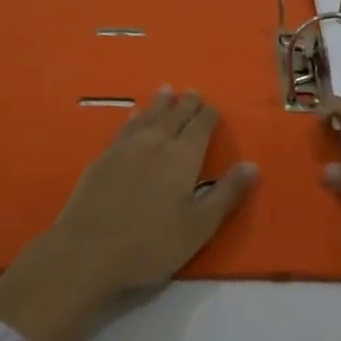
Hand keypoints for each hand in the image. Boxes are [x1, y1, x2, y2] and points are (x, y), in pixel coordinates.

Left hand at [45, 87, 257, 295]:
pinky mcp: (103, 158)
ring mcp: (126, 148)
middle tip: (193, 92)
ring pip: (148, 116)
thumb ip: (226, 193)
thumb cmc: (151, 243)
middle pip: (175, 115)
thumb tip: (252, 164)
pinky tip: (133, 117)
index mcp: (183, 157)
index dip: (209, 116)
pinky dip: (135, 118)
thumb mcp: (199, 226)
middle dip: (187, 103)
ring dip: (160, 103)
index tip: (213, 108)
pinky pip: (125, 128)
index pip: (200, 127)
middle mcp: (156, 143)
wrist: (88, 250)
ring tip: (167, 91)